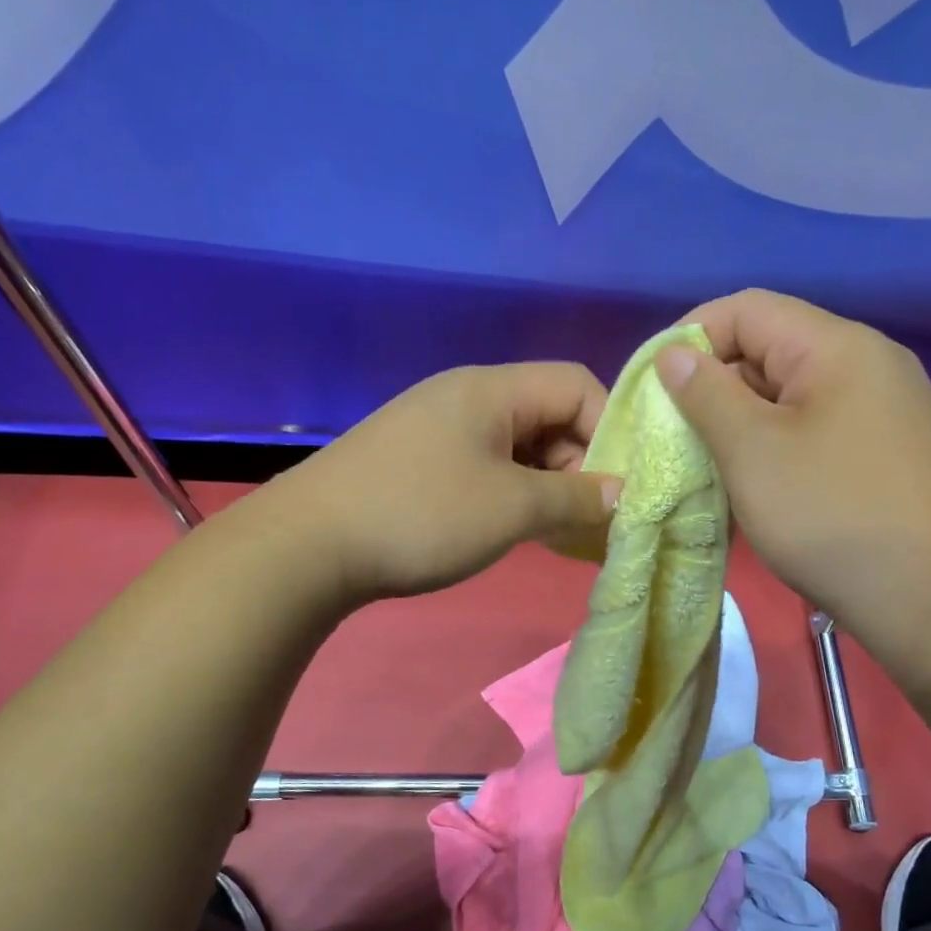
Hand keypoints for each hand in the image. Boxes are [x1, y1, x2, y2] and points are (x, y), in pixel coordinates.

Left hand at [270, 363, 619, 603]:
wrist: (308, 546)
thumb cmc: (422, 515)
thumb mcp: (512, 508)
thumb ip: (576, 498)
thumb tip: (622, 495)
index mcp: (492, 389)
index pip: (577, 384)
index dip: (610, 431)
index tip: (619, 486)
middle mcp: (467, 397)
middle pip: (548, 416)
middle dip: (579, 466)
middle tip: (587, 519)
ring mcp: (438, 429)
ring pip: (518, 447)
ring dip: (547, 487)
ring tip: (556, 533)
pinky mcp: (419, 462)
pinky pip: (486, 468)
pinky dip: (512, 496)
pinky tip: (515, 531)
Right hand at [654, 290, 930, 691]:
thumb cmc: (830, 515)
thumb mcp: (752, 451)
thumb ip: (706, 394)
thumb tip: (674, 354)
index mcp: (837, 346)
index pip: (748, 310)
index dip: (691, 337)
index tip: (653, 386)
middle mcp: (868, 363)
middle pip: (771, 350)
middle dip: (713, 385)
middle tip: (673, 433)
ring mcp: (884, 409)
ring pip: (791, 395)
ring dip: (741, 421)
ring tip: (706, 463)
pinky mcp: (887, 451)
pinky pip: (816, 428)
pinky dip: (775, 445)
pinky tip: (754, 484)